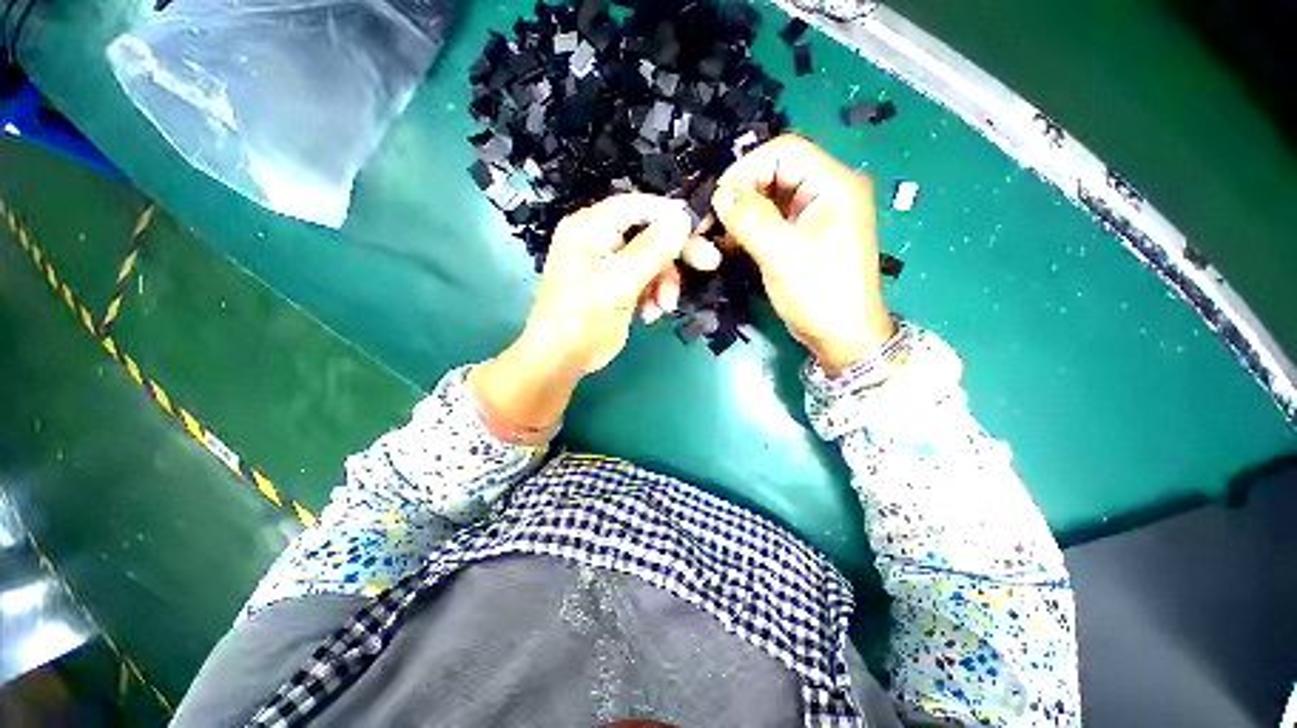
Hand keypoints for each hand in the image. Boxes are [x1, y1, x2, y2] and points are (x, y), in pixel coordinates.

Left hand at [470, 194, 696, 437]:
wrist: (562, 359)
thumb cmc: (583, 317)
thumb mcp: (618, 282)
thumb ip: (652, 249)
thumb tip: (683, 218)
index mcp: (590, 227)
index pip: (639, 206)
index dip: (672, 214)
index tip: (703, 227)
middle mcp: (599, 239)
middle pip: (649, 233)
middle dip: (676, 254)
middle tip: (709, 263)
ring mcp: (609, 264)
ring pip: (653, 261)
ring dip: (665, 283)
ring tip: (664, 307)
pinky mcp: (618, 286)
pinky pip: (647, 281)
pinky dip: (654, 297)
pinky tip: (650, 315)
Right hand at [711, 135, 894, 373]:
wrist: (842, 337)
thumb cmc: (820, 295)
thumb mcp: (783, 255)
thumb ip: (751, 218)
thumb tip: (721, 193)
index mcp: (834, 185)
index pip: (785, 151)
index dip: (747, 169)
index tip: (719, 199)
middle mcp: (826, 192)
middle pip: (774, 173)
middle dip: (741, 193)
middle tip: (714, 220)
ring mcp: (813, 215)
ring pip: (768, 197)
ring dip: (741, 213)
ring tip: (720, 236)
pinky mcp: (802, 235)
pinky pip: (770, 219)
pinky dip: (748, 228)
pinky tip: (732, 245)